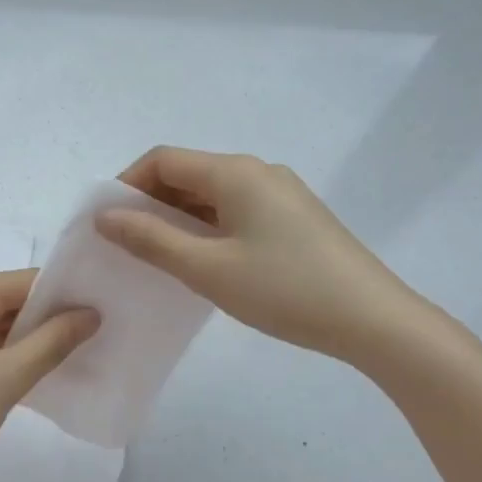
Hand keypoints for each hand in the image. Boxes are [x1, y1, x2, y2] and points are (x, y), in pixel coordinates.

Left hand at [0, 270, 97, 481]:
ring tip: (53, 363)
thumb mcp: (10, 377)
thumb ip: (54, 340)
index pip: (27, 281)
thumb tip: (90, 313)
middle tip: (82, 345)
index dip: (64, 298)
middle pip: (6, 297)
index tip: (96, 319)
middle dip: (41, 320)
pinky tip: (11, 374)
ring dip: (17, 338)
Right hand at [98, 146, 427, 365]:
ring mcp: (282, 193)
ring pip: (213, 193)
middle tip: (130, 244)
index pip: (164, 160)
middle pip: (188, 173)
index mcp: (234, 172)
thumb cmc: (284, 290)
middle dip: (152, 202)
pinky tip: (207, 261)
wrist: (376, 321)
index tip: (109, 222)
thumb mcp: (207, 269)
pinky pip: (238, 209)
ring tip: (162, 256)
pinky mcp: (297, 217)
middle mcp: (258, 171)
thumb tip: (106, 216)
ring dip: (180, 216)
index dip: (128, 183)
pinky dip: (210, 226)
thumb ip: (151, 239)